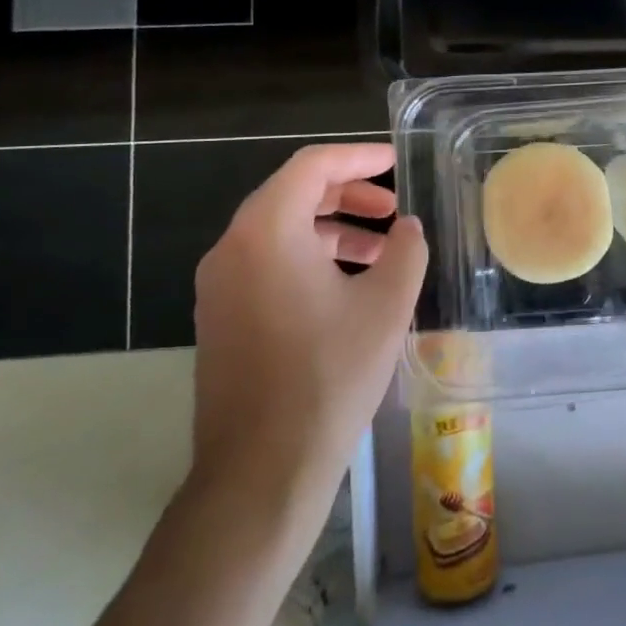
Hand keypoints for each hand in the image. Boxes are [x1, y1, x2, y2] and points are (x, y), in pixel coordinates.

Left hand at [190, 142, 428, 515]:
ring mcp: (219, 285)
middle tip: (391, 209)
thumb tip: (406, 229)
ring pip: (280, 232)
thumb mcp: (386, 305)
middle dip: (347, 194)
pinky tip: (347, 288)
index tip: (395, 161)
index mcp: (267, 231)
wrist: (262, 469)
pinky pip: (266, 264)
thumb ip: (405, 251)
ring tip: (380, 252)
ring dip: (331, 229)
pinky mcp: (220, 318)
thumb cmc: (329, 375)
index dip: (358, 156)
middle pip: (292, 194)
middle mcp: (232, 248)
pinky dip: (308, 258)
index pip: (312, 165)